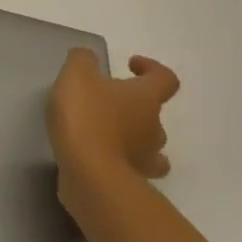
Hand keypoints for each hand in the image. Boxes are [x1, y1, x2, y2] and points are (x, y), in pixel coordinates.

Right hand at [47, 48, 179, 192]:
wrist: (90, 173)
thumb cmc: (87, 116)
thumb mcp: (76, 74)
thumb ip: (83, 60)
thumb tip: (89, 59)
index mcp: (145, 98)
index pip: (165, 79)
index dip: (151, 69)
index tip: (130, 65)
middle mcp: (154, 128)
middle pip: (154, 114)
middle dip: (133, 107)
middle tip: (104, 101)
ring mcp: (146, 159)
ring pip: (148, 145)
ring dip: (131, 136)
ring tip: (101, 131)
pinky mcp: (131, 182)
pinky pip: (131, 168)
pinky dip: (119, 160)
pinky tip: (96, 155)